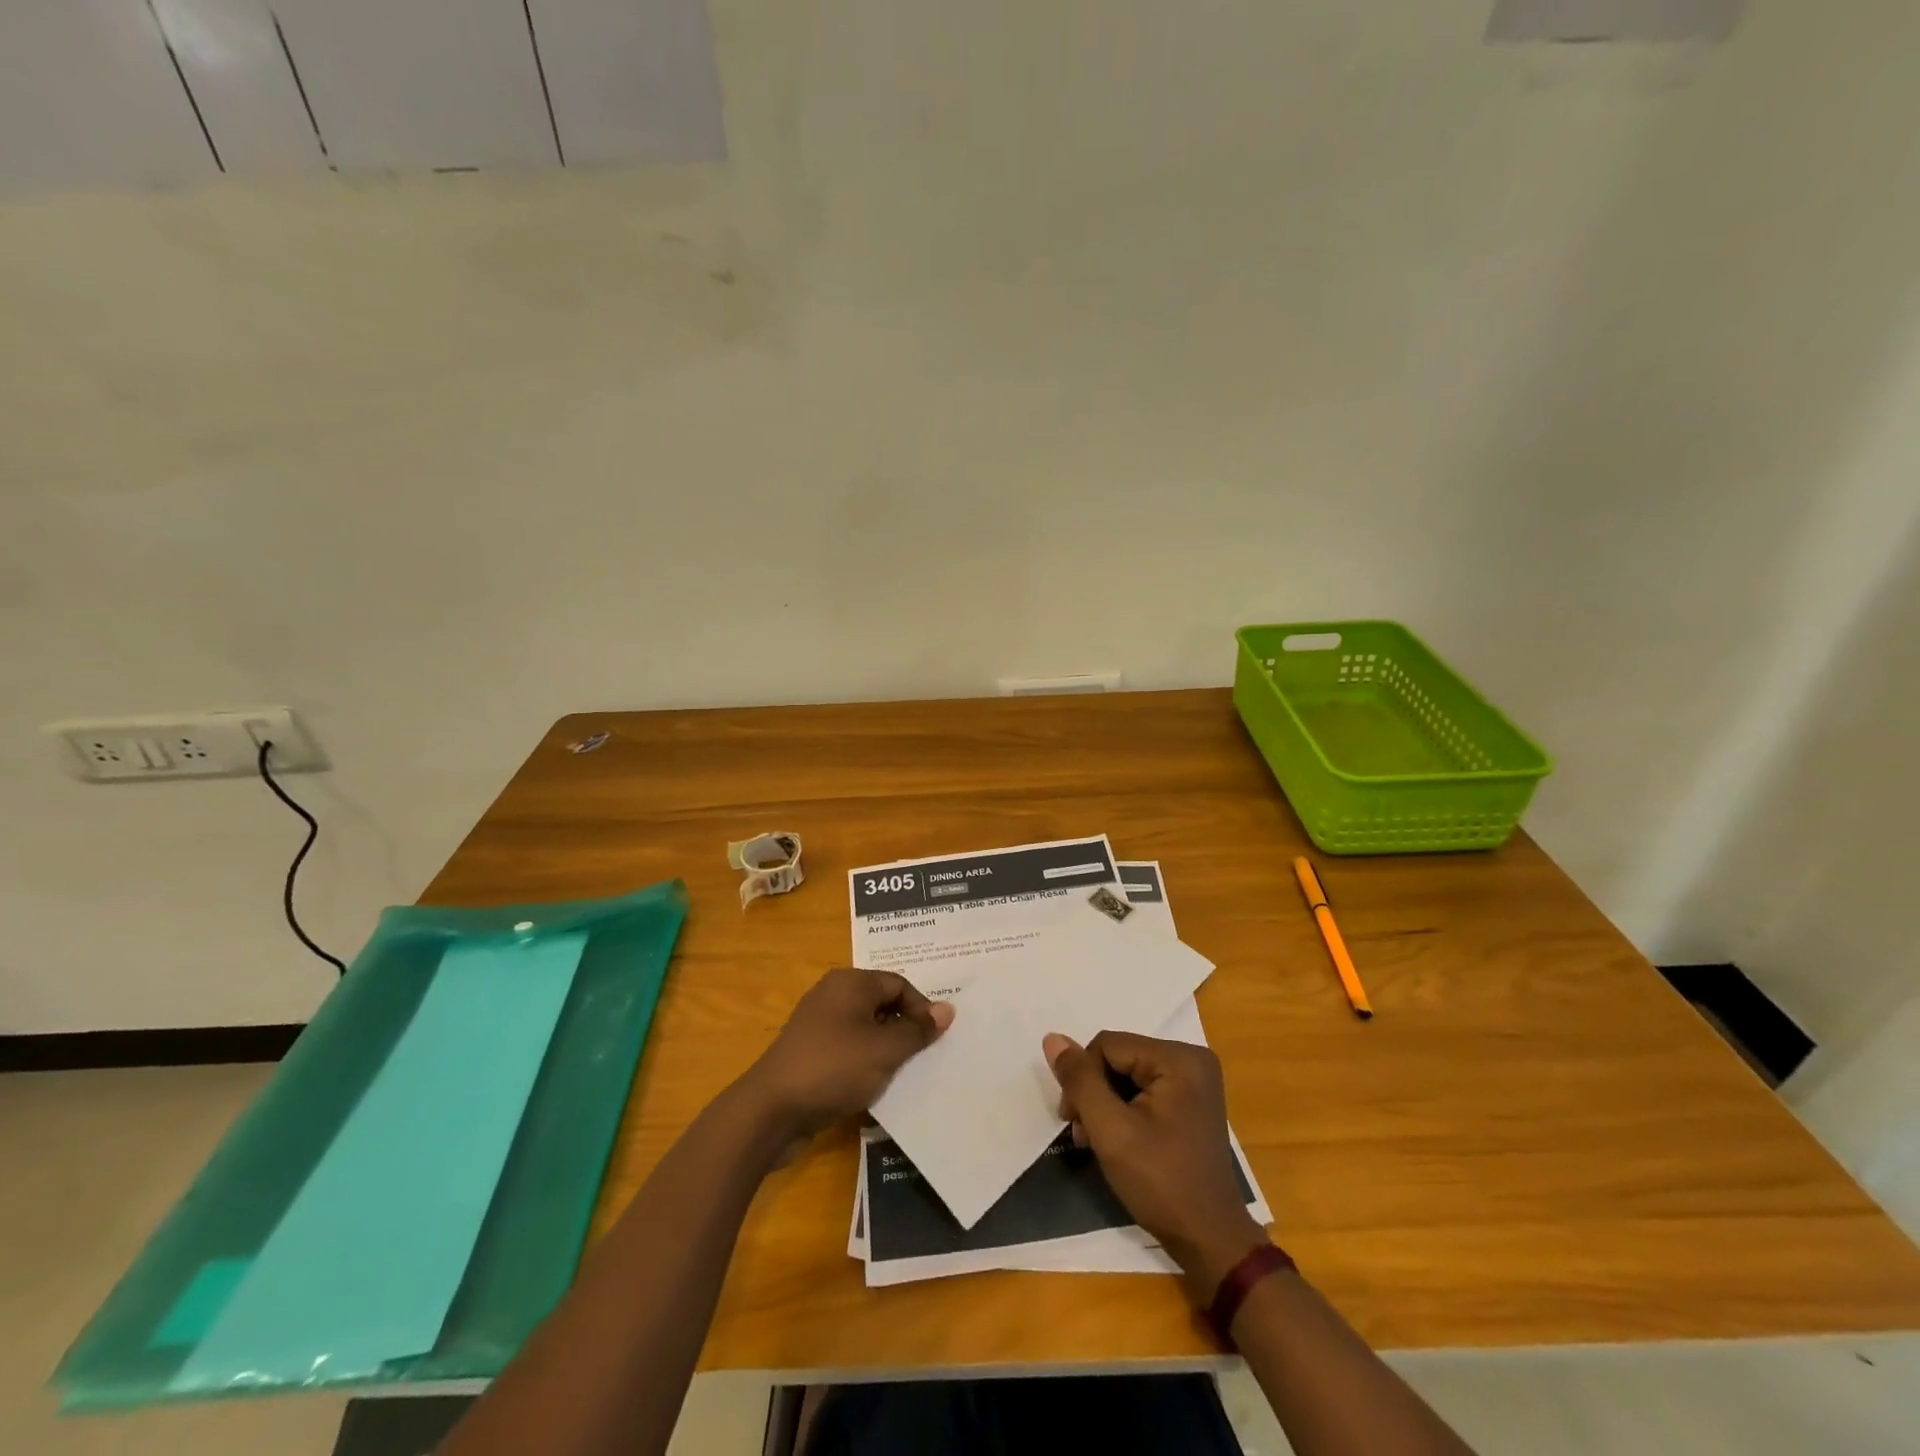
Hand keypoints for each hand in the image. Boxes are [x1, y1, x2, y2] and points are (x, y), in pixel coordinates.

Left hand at [740, 968, 952, 1141]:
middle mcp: (833, 995)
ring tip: (903, 1073)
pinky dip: (865, 1062)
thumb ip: (917, 1030)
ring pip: (866, 1029)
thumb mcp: (884, 1050)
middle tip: (925, 1056)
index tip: (937, 1040)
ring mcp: (818, 1024)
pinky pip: (848, 1049)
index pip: (899, 984)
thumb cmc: (833, 1068)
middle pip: (882, 1004)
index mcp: (850, 982)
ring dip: (886, 1048)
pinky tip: (875, 1085)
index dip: (922, 1009)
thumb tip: (947, 1010)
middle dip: (905, 1028)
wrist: (770, 1111)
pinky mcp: (810, 1053)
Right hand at [1044, 1030, 1267, 1301]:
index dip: (1083, 1079)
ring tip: (1096, 1140)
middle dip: (1094, 1092)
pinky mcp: (1192, 1099)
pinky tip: (1118, 1137)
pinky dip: (1125, 1108)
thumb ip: (1080, 1081)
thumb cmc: (1160, 1183)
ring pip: (1128, 1073)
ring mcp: (1195, 1079)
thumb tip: (1052, 1038)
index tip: (1073, 1121)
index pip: (1107, 1046)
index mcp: (1178, 1058)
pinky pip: (1145, 1087)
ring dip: (1106, 1103)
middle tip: (1083, 1134)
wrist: (1209, 1240)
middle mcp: (1191, 1058)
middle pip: (1118, 1057)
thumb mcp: (1110, 1131)